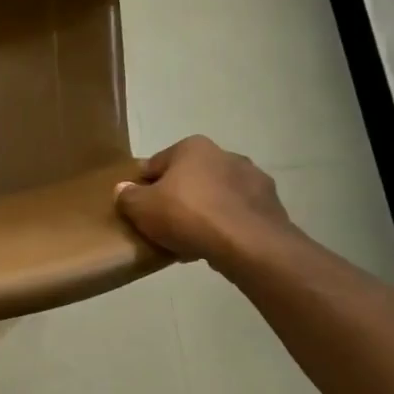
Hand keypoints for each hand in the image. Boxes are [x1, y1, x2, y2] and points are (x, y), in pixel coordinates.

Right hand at [115, 136, 295, 268]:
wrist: (249, 244)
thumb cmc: (188, 216)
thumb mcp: (142, 208)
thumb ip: (127, 197)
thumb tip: (123, 189)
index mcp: (192, 147)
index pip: (157, 164)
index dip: (144, 186)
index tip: (140, 208)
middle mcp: (225, 154)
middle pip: (189, 178)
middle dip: (178, 198)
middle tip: (164, 226)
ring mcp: (253, 179)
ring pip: (216, 196)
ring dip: (204, 212)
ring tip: (191, 240)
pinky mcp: (271, 205)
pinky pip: (237, 214)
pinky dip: (226, 226)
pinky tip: (215, 245)